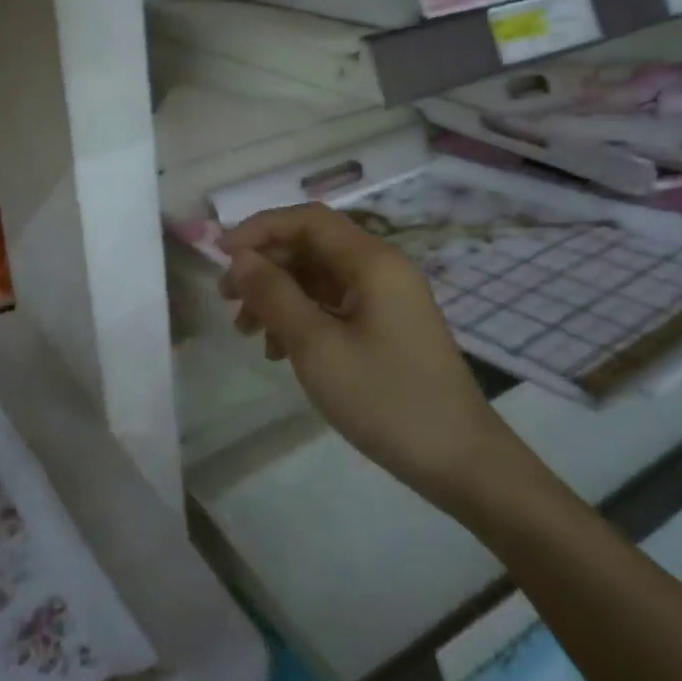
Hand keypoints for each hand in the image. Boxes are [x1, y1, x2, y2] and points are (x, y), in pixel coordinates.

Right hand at [218, 204, 518, 507]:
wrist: (461, 461)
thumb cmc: (386, 399)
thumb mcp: (318, 347)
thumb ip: (274, 295)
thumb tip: (240, 258)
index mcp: (372, 261)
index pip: (307, 220)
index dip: (260, 229)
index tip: (220, 256)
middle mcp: (382, 268)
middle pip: (312, 246)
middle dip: (265, 267)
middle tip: (227, 301)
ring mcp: (387, 298)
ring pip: (319, 277)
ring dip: (279, 295)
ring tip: (248, 333)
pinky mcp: (387, 326)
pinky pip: (334, 304)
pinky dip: (302, 318)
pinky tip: (280, 351)